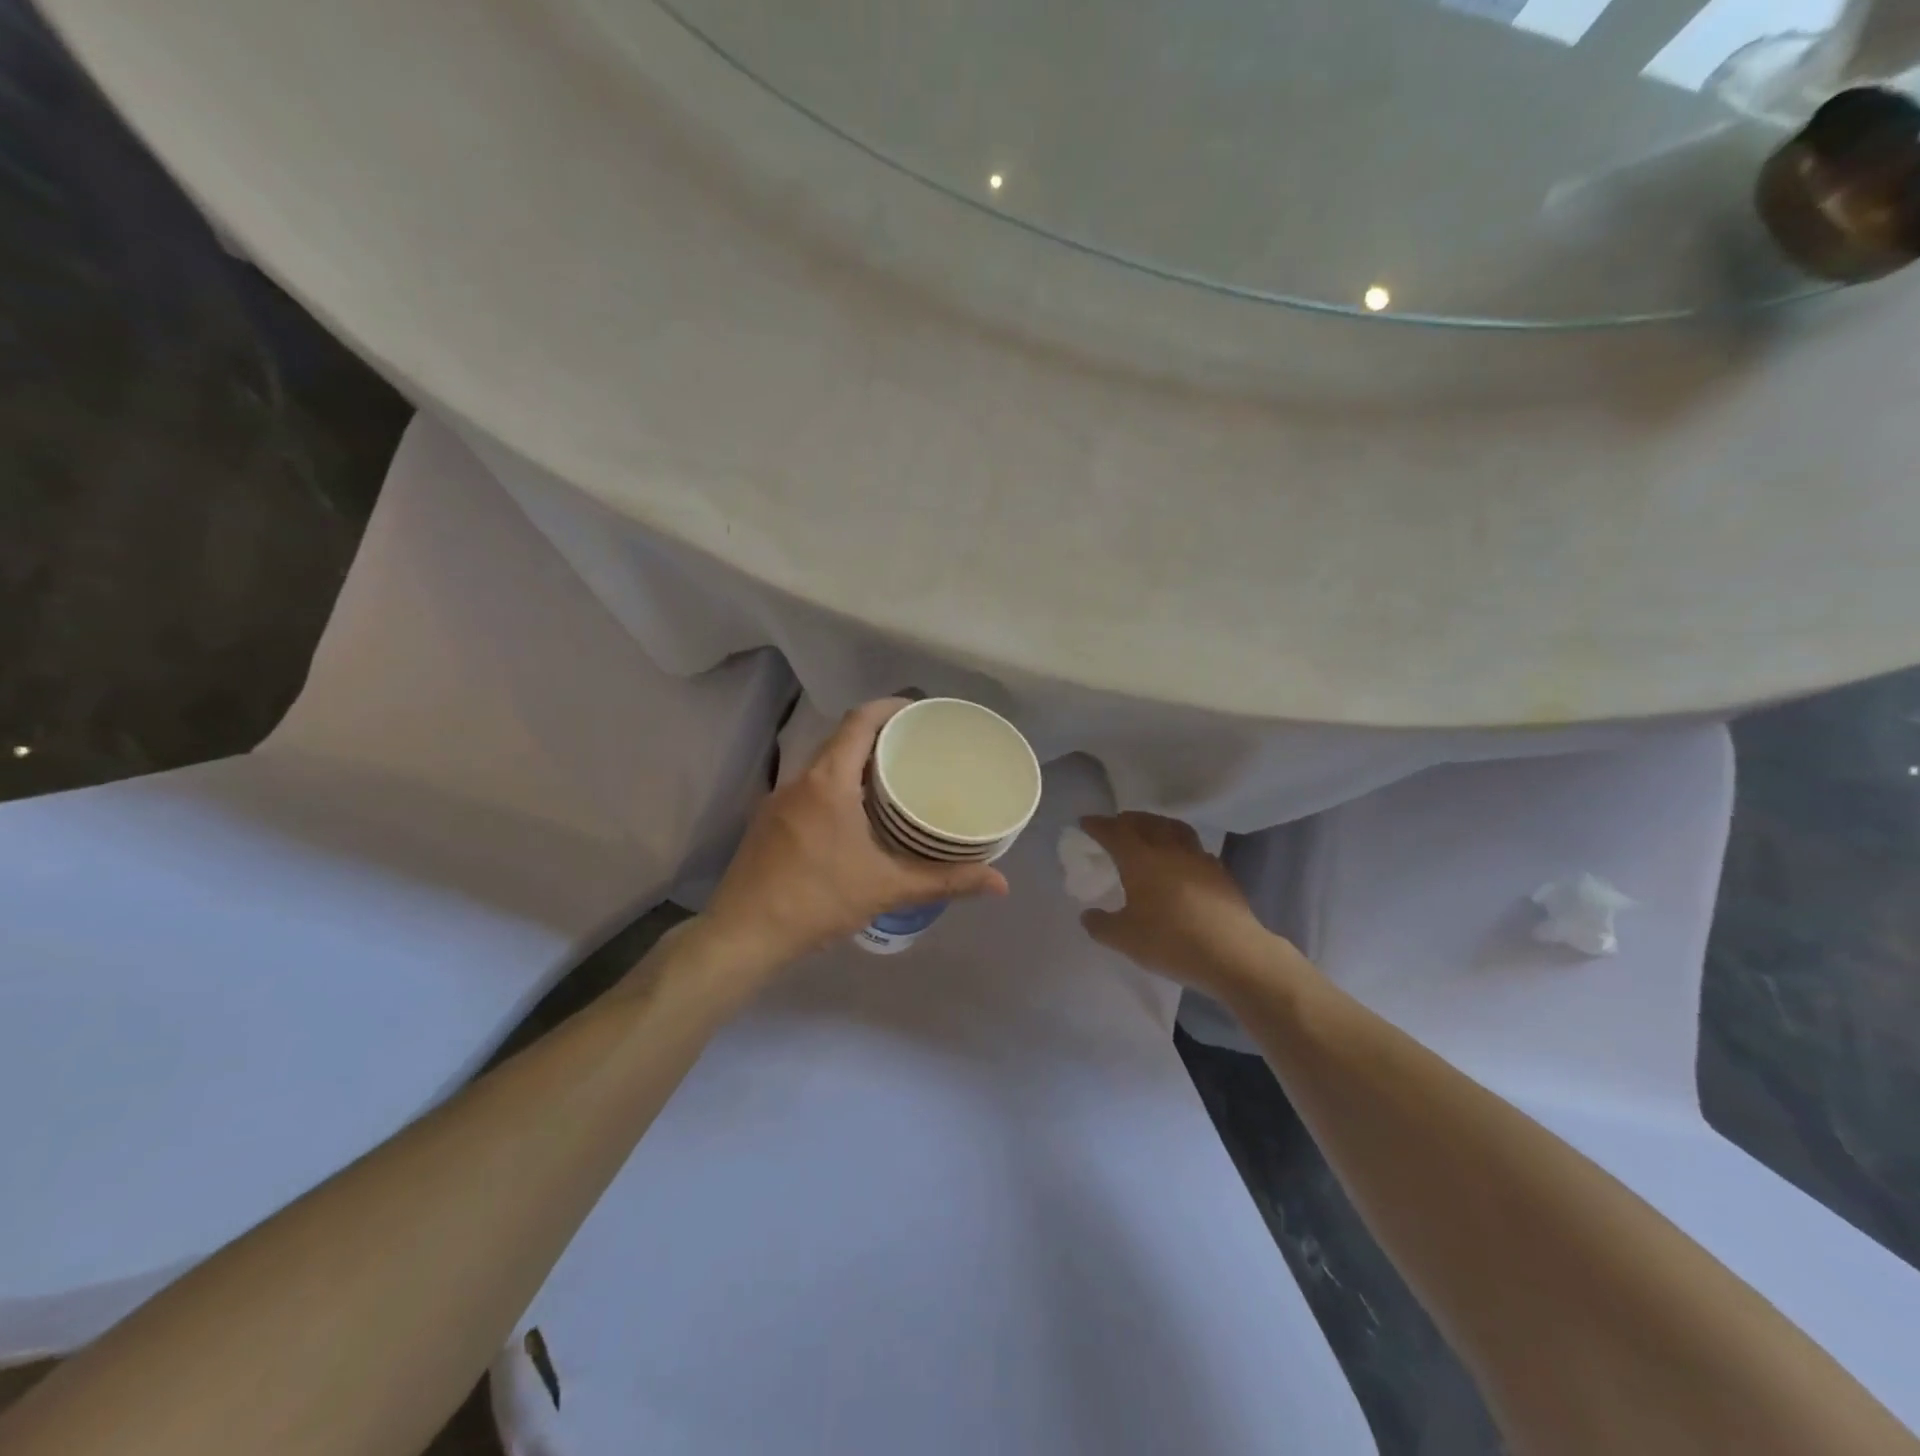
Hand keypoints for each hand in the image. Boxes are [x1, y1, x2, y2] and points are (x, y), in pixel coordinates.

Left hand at [703, 699, 1008, 969]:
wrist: (742, 935)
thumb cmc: (816, 901)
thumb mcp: (885, 889)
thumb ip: (944, 881)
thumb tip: (1001, 884)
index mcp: (828, 781)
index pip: (859, 721)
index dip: (890, 707)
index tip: (919, 712)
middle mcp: (800, 780)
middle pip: (841, 739)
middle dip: (879, 737)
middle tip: (917, 750)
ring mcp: (778, 800)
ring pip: (823, 765)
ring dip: (855, 764)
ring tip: (892, 780)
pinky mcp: (767, 821)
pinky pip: (809, 788)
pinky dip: (836, 787)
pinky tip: (854, 816)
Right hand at [1078, 813, 1298, 998]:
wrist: (1234, 954)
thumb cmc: (1172, 942)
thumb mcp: (1125, 939)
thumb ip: (1101, 925)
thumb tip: (1088, 915)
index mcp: (1140, 859)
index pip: (1114, 832)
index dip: (1097, 825)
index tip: (1085, 822)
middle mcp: (1169, 849)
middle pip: (1145, 822)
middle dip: (1126, 820)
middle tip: (1115, 825)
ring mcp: (1198, 858)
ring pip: (1173, 829)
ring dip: (1156, 825)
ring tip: (1149, 833)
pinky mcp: (1220, 873)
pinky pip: (1194, 848)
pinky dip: (1180, 846)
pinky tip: (1180, 862)